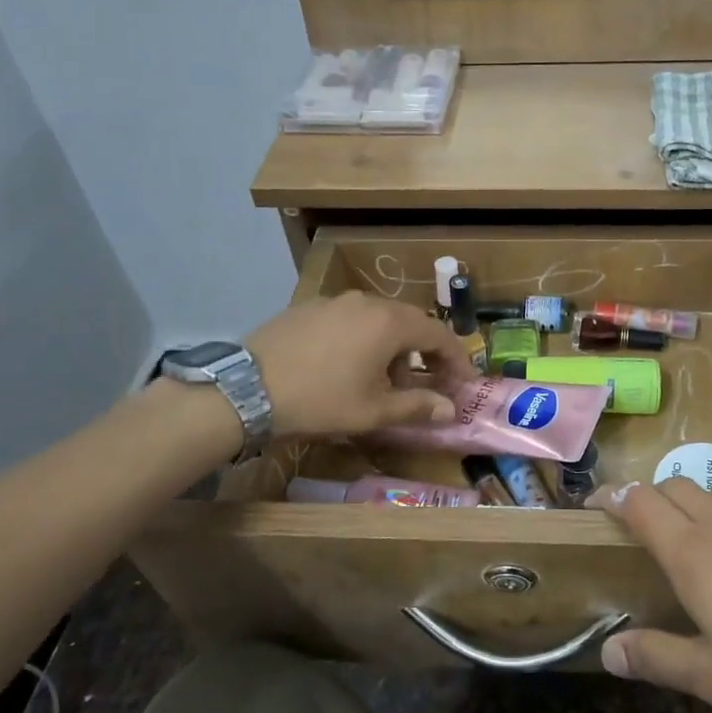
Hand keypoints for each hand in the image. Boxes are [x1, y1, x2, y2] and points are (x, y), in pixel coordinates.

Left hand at [247, 292, 472, 438]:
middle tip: (427, 383)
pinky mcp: (308, 307)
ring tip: (381, 381)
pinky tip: (346, 366)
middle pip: (409, 323)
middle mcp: (366, 301)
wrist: (246, 390)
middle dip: (424, 353)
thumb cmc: (321, 400)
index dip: (456, 359)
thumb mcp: (373, 411)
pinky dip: (362, 339)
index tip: (464, 383)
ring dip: (392, 347)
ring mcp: (334, 301)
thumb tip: (450, 409)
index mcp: (389, 322)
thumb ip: (418, 406)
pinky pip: (350, 319)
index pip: (438, 334)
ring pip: (378, 320)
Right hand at [591, 479, 711, 712]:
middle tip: (652, 527)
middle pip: (678, 487)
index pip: (641, 505)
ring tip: (709, 527)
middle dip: (656, 498)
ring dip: (707, 498)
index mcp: (693, 554)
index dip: (615, 497)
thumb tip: (608, 651)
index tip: (598, 503)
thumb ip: (656, 658)